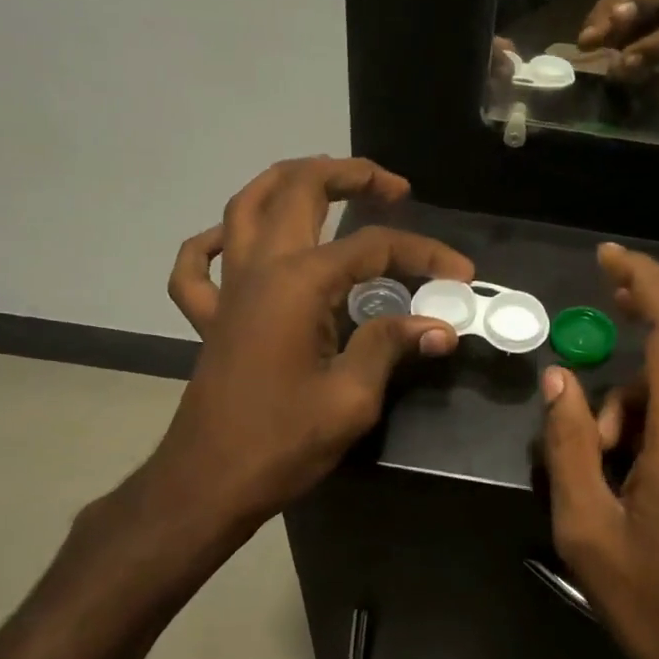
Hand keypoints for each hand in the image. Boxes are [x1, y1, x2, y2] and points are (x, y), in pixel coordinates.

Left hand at [139, 157, 472, 549]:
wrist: (209, 482)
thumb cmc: (282, 442)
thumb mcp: (351, 397)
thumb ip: (391, 346)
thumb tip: (439, 326)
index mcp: (298, 283)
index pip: (372, 247)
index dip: (423, 254)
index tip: (461, 274)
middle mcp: (259, 268)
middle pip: (299, 190)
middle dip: (350, 175)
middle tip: (393, 189)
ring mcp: (228, 288)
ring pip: (246, 206)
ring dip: (288, 182)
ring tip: (328, 182)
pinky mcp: (211, 315)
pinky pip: (197, 264)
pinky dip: (215, 240)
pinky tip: (238, 241)